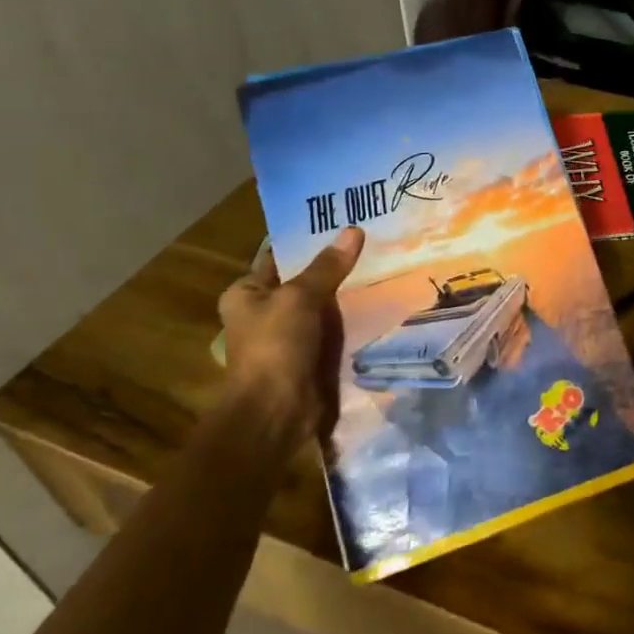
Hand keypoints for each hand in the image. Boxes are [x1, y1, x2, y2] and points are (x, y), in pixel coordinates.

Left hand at [217, 228, 364, 444]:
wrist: (277, 413)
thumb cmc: (275, 347)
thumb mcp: (299, 297)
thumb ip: (327, 266)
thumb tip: (354, 230)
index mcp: (247, 293)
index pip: (280, 256)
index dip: (309, 239)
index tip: (344, 220)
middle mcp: (266, 311)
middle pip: (306, 280)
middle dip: (337, 266)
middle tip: (374, 239)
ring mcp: (291, 336)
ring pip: (326, 305)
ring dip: (350, 293)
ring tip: (386, 263)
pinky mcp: (313, 356)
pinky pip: (337, 329)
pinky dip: (355, 319)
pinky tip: (384, 300)